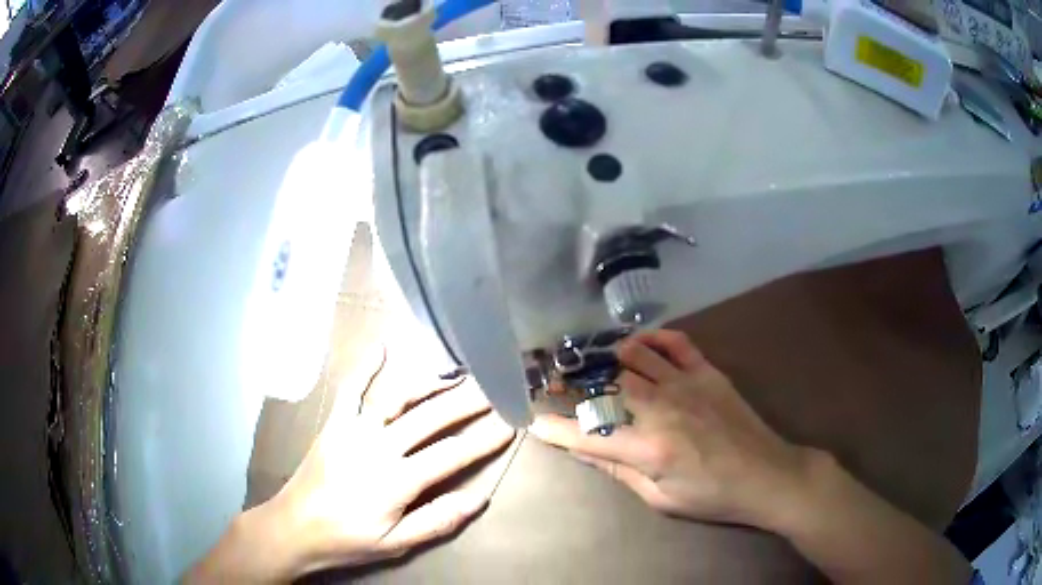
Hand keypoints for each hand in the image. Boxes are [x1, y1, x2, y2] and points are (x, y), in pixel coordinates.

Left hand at [187, 348, 514, 581]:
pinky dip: (365, 366)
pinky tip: (381, 345)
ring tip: (456, 372)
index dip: (483, 439)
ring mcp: (353, 429)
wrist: (294, 527)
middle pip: (431, 418)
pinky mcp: (334, 423)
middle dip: (467, 402)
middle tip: (494, 386)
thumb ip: (437, 520)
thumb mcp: (396, 544)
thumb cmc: (347, 540)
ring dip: (429, 382)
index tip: (509, 422)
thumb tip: (478, 498)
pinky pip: (350, 389)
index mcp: (397, 480)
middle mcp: (378, 447)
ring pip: (397, 397)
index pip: (451, 454)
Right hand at [531, 330, 812, 527]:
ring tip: (591, 361)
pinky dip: (652, 338)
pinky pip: (675, 342)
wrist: (766, 475)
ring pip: (634, 357)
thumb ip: (619, 470)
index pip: (589, 433)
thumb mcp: (660, 498)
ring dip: (607, 357)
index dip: (556, 427)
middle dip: (573, 383)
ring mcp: (687, 385)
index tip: (534, 419)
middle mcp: (663, 409)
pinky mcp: (708, 372)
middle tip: (555, 381)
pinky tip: (637, 346)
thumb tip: (584, 449)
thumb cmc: (712, 497)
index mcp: (650, 449)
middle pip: (606, 385)